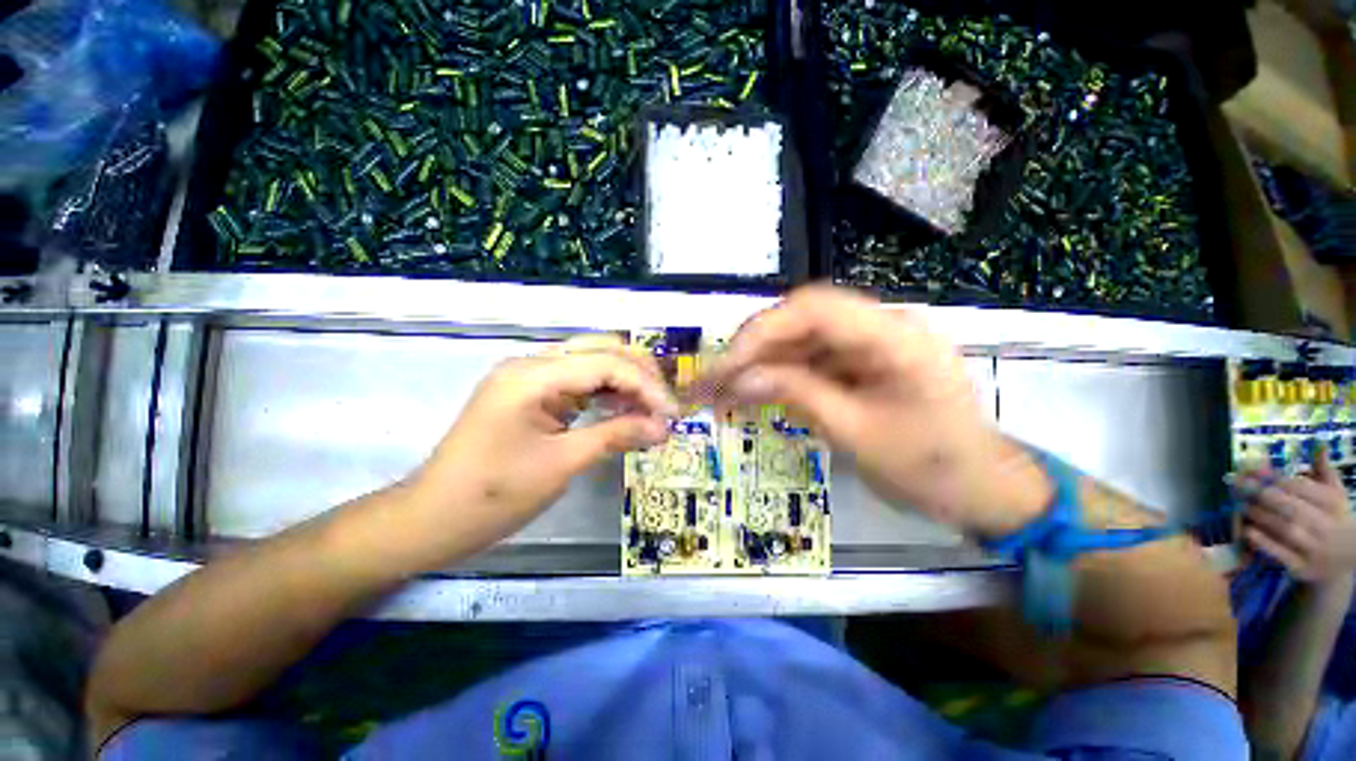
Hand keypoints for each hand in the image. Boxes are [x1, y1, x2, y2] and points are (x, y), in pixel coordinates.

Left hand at [408, 335, 676, 553]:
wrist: (432, 519)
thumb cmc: (493, 496)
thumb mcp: (562, 464)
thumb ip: (616, 436)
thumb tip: (663, 428)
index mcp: (533, 375)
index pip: (606, 363)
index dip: (646, 385)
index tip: (672, 414)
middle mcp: (532, 364)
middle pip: (601, 351)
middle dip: (640, 375)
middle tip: (665, 406)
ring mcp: (530, 377)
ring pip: (592, 363)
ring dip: (626, 383)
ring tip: (652, 410)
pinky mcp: (532, 393)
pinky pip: (578, 382)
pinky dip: (606, 394)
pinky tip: (625, 410)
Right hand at [698, 285, 1049, 536]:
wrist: (983, 488)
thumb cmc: (931, 468)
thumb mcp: (857, 433)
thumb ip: (797, 394)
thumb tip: (740, 378)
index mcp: (894, 336)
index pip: (813, 310)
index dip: (762, 332)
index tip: (727, 366)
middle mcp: (882, 325)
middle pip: (802, 319)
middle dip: (753, 348)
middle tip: (715, 379)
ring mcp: (872, 342)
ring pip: (801, 339)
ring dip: (761, 363)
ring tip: (725, 391)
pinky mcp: (862, 360)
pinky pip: (813, 358)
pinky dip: (781, 375)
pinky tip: (756, 392)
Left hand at [1243, 449, 1355, 583]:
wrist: (1346, 562)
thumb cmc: (1335, 518)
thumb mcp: (1335, 493)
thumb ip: (1323, 469)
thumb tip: (1318, 442)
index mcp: (1333, 505)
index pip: (1300, 487)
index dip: (1273, 477)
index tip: (1249, 469)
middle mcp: (1326, 526)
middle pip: (1289, 507)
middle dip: (1260, 494)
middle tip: (1236, 483)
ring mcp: (1314, 550)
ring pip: (1282, 529)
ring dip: (1258, 515)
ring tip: (1239, 503)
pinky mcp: (1302, 568)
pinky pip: (1279, 554)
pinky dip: (1262, 541)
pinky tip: (1247, 529)